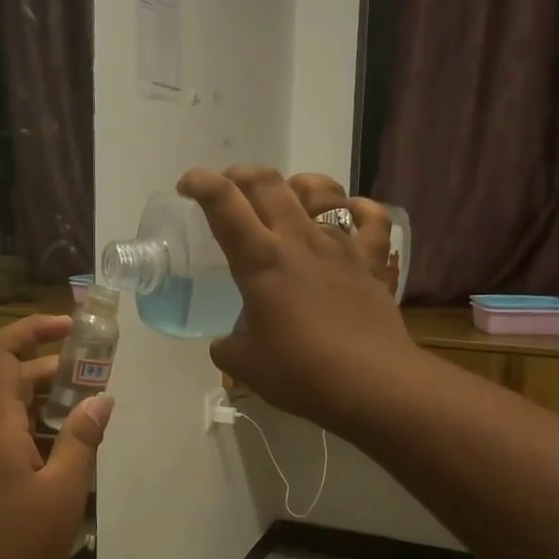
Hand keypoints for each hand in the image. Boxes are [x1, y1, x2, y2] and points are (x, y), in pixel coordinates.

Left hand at [0, 315, 112, 558]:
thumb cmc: (17, 543)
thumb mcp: (63, 490)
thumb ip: (82, 439)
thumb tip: (101, 400)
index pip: (0, 353)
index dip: (31, 330)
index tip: (69, 328)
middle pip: (9, 379)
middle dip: (53, 370)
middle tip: (96, 380)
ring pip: (9, 409)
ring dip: (47, 403)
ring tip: (88, 418)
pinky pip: (5, 435)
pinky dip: (36, 429)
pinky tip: (66, 454)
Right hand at [178, 166, 415, 432]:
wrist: (371, 384)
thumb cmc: (300, 373)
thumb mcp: (244, 365)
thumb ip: (227, 346)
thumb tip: (226, 342)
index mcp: (260, 259)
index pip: (223, 202)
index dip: (200, 183)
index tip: (187, 187)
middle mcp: (298, 239)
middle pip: (267, 182)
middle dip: (241, 175)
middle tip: (230, 189)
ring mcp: (339, 246)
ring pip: (320, 189)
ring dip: (296, 183)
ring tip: (288, 197)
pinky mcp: (371, 262)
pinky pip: (371, 219)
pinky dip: (358, 208)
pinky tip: (350, 212)